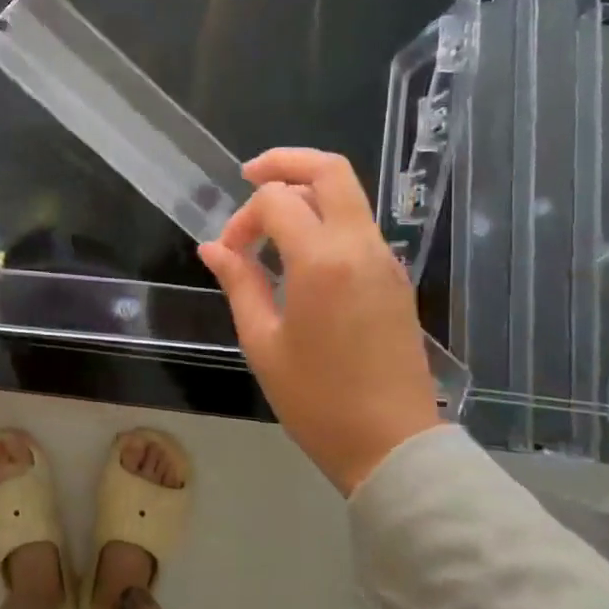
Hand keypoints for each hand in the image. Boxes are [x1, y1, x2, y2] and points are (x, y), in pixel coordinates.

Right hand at [198, 149, 439, 494]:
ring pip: (348, 195)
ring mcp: (385, 260)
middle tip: (248, 175)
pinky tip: (297, 251)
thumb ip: (239, 282)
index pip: (277, 200)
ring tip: (268, 220)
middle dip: (285, 162)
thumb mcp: (262, 342)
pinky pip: (357, 226)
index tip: (229, 254)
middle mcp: (361, 247)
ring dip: (305, 192)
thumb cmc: (317, 400)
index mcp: (323, 262)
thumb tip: (213, 247)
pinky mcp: (395, 278)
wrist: (392, 445)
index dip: (243, 218)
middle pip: (330, 171)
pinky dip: (325, 218)